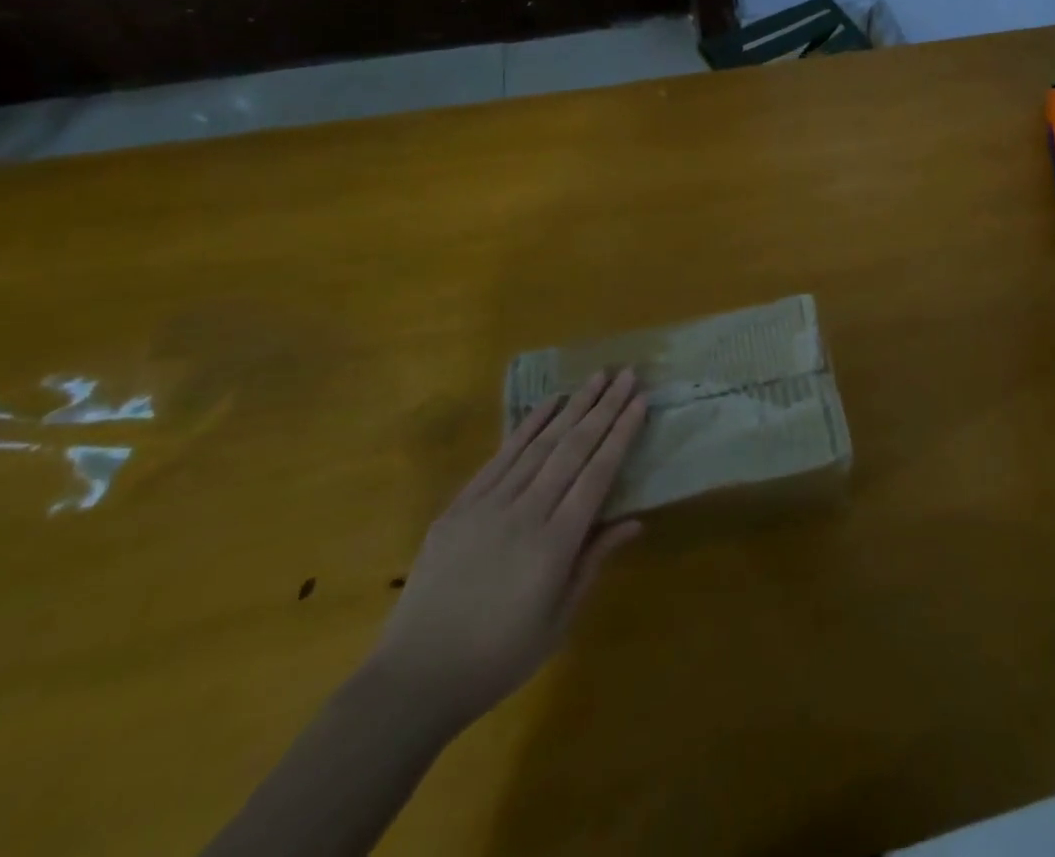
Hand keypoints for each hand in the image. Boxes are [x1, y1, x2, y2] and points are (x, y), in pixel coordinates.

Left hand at [368, 368, 646, 734]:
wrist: (413, 680)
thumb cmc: (498, 658)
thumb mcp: (558, 621)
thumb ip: (594, 562)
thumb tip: (635, 521)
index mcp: (555, 544)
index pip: (597, 474)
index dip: (621, 435)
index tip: (640, 402)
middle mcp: (525, 513)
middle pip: (572, 448)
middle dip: (604, 408)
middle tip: (627, 374)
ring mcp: (488, 505)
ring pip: (539, 444)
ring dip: (572, 406)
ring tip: (596, 377)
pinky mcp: (459, 507)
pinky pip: (500, 457)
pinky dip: (527, 427)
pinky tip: (548, 405)